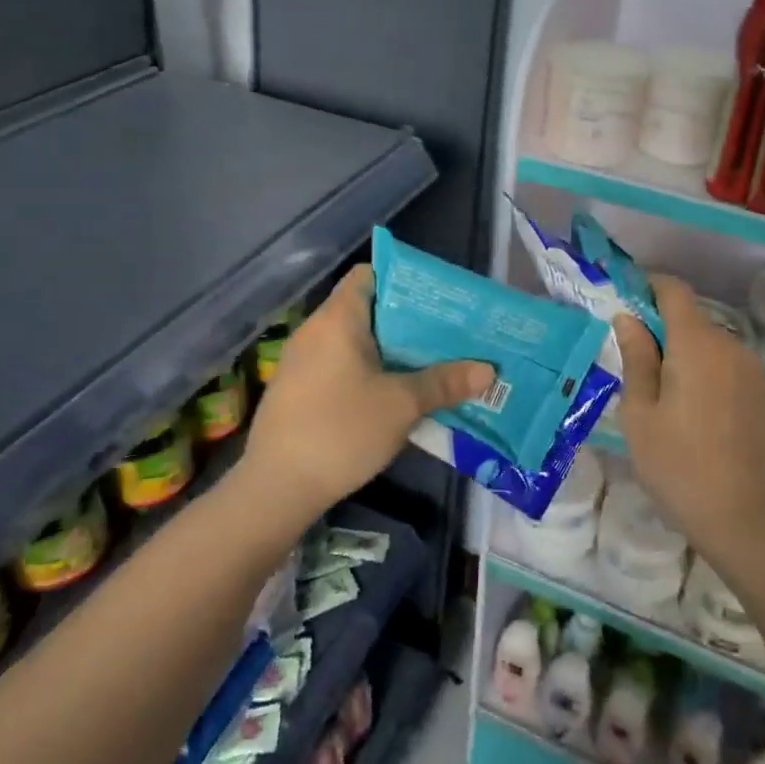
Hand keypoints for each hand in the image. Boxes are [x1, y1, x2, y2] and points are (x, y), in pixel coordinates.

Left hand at [241, 266, 492, 519]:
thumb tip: (489, 370)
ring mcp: (302, 362)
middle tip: (449, 333)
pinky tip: (396, 394)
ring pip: (356, 342)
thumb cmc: (341, 430)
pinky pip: (342, 366)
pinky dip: (370, 371)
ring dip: (392, 350)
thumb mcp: (401, 405)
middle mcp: (316, 331)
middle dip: (409, 321)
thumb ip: (445, 383)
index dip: (404, 279)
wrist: (275, 489)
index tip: (438, 298)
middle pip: (368, 309)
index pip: (370, 274)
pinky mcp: (299, 391)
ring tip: (432, 362)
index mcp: (337, 319)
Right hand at [612, 275, 764, 560]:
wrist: (742, 519)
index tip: (627, 299)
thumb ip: (636, 358)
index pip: (675, 291)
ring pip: (711, 345)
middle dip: (663, 328)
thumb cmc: (677, 466)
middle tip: (635, 361)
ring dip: (686, 354)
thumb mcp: (639, 414)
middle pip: (692, 319)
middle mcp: (731, 347)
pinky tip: (696, 413)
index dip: (650, 286)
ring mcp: (753, 372)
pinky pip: (729, 368)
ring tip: (664, 394)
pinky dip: (708, 374)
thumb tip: (628, 318)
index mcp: (696, 345)